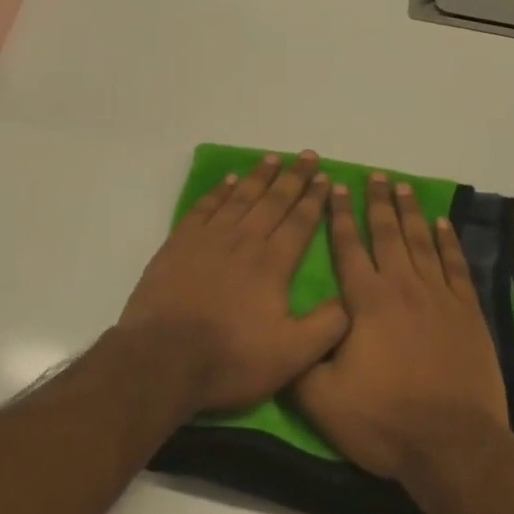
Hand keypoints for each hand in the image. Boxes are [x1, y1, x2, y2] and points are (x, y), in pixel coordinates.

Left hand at [119, 152, 349, 416]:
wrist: (164, 357)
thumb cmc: (230, 358)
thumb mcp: (291, 356)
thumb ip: (326, 326)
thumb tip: (350, 301)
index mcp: (273, 263)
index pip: (300, 222)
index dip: (315, 199)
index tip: (325, 178)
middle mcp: (244, 240)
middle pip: (274, 201)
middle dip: (294, 177)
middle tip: (308, 155)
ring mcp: (210, 237)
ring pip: (241, 197)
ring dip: (259, 176)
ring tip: (273, 158)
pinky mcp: (180, 242)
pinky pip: (205, 207)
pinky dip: (219, 191)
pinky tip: (228, 180)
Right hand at [296, 174, 509, 481]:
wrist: (453, 447)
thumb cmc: (384, 420)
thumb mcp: (322, 399)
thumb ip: (299, 359)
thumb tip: (283, 330)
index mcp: (366, 301)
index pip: (348, 247)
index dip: (339, 216)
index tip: (336, 188)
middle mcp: (402, 287)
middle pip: (387, 233)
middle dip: (377, 202)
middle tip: (375, 176)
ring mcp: (439, 298)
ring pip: (421, 242)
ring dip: (410, 212)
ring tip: (403, 187)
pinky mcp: (467, 314)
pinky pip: (456, 266)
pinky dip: (449, 242)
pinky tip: (443, 224)